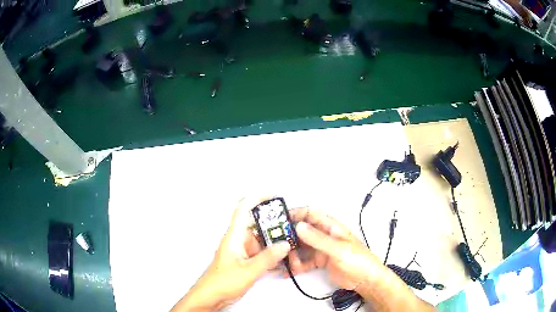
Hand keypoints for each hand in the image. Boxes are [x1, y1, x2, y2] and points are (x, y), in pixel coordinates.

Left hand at [171, 197, 290, 311]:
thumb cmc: (221, 282)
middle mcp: (238, 240)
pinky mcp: (246, 261)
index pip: (244, 209)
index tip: (273, 196)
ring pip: (261, 240)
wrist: (211, 296)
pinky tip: (281, 259)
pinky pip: (261, 252)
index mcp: (234, 236)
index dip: (257, 198)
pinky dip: (271, 253)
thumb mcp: (248, 270)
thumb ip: (268, 258)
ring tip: (288, 244)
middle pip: (257, 225)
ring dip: (274, 241)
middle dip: (273, 224)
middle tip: (289, 227)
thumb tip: (284, 244)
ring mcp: (242, 251)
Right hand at [287, 207, 434, 311]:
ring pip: (300, 247)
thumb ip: (318, 239)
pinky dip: (295, 265)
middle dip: (288, 236)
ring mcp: (321, 249)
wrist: (365, 280)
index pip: (310, 214)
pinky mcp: (319, 262)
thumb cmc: (358, 260)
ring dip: (290, 253)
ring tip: (283, 261)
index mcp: (331, 227)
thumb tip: (298, 226)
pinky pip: (303, 261)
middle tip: (275, 243)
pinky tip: (288, 271)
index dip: (295, 214)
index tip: (280, 220)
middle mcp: (324, 236)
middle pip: (302, 231)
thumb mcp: (338, 249)